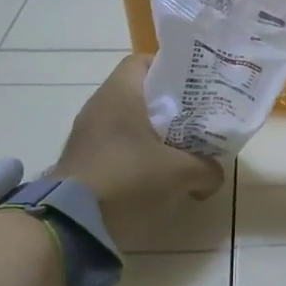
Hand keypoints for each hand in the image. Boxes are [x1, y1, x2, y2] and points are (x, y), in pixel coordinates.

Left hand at [50, 54, 223, 245]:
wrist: (72, 223)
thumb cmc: (128, 179)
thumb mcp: (180, 173)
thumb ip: (206, 168)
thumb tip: (213, 174)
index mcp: (119, 94)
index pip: (142, 61)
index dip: (170, 69)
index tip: (195, 87)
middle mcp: (99, 108)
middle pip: (140, 96)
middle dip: (171, 108)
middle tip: (199, 122)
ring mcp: (88, 137)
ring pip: (130, 125)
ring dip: (156, 137)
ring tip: (185, 152)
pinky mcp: (84, 164)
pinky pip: (119, 150)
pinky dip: (140, 158)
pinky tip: (161, 177)